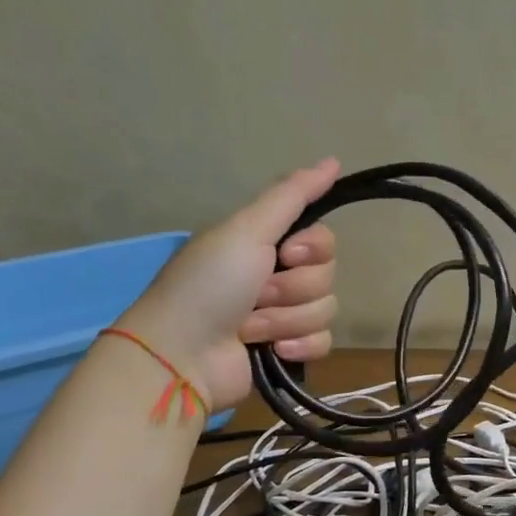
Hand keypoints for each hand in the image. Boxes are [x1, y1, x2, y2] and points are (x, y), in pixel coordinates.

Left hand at [114, 159, 339, 409]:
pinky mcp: (287, 353)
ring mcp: (282, 317)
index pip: (324, 240)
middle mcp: (277, 277)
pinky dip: (298, 347)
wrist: (181, 355)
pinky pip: (322, 343)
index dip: (313, 249)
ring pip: (325, 311)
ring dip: (286, 320)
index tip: (284, 255)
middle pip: (327, 276)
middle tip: (255, 296)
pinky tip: (273, 351)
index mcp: (267, 245)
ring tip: (250, 328)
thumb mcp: (245, 230)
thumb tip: (334, 160)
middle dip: (292, 289)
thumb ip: (292, 195)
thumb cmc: (208, 286)